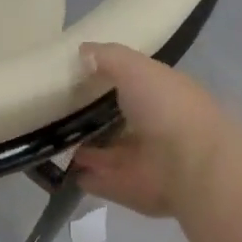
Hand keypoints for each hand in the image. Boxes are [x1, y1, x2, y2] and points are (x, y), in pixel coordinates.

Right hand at [70, 43, 223, 217]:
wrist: (191, 165)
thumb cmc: (167, 108)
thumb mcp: (136, 69)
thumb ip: (109, 58)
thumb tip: (82, 51)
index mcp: (161, 97)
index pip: (132, 86)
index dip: (106, 80)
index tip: (75, 76)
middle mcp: (153, 129)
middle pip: (117, 122)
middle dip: (92, 118)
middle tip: (57, 111)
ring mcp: (141, 162)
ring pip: (107, 154)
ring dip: (85, 149)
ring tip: (51, 140)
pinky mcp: (128, 189)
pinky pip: (99, 181)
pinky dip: (84, 177)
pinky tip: (61, 169)